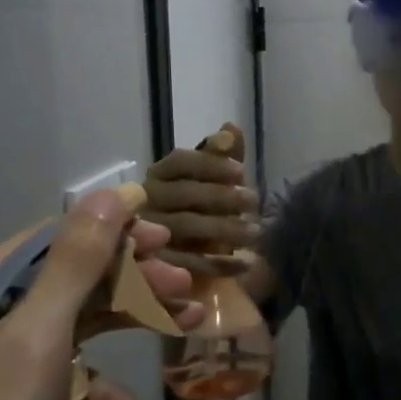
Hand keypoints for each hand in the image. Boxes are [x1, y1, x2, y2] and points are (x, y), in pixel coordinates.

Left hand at [0, 189, 200, 399]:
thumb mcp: (38, 336)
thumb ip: (76, 262)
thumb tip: (111, 193)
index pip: (53, 239)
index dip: (111, 233)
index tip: (163, 238)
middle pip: (69, 280)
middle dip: (130, 282)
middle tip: (185, 286)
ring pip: (74, 324)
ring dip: (128, 325)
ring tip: (185, 323)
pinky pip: (63, 375)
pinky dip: (100, 388)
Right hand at [143, 124, 259, 273]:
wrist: (184, 271)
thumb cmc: (200, 215)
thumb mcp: (215, 185)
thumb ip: (222, 158)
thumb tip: (230, 128)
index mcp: (158, 176)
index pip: (181, 161)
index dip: (212, 164)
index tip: (242, 172)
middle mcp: (146, 202)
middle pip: (183, 193)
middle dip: (222, 196)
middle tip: (254, 201)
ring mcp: (145, 236)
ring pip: (186, 227)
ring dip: (225, 229)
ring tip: (255, 232)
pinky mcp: (155, 270)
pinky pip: (188, 264)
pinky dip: (220, 263)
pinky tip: (246, 263)